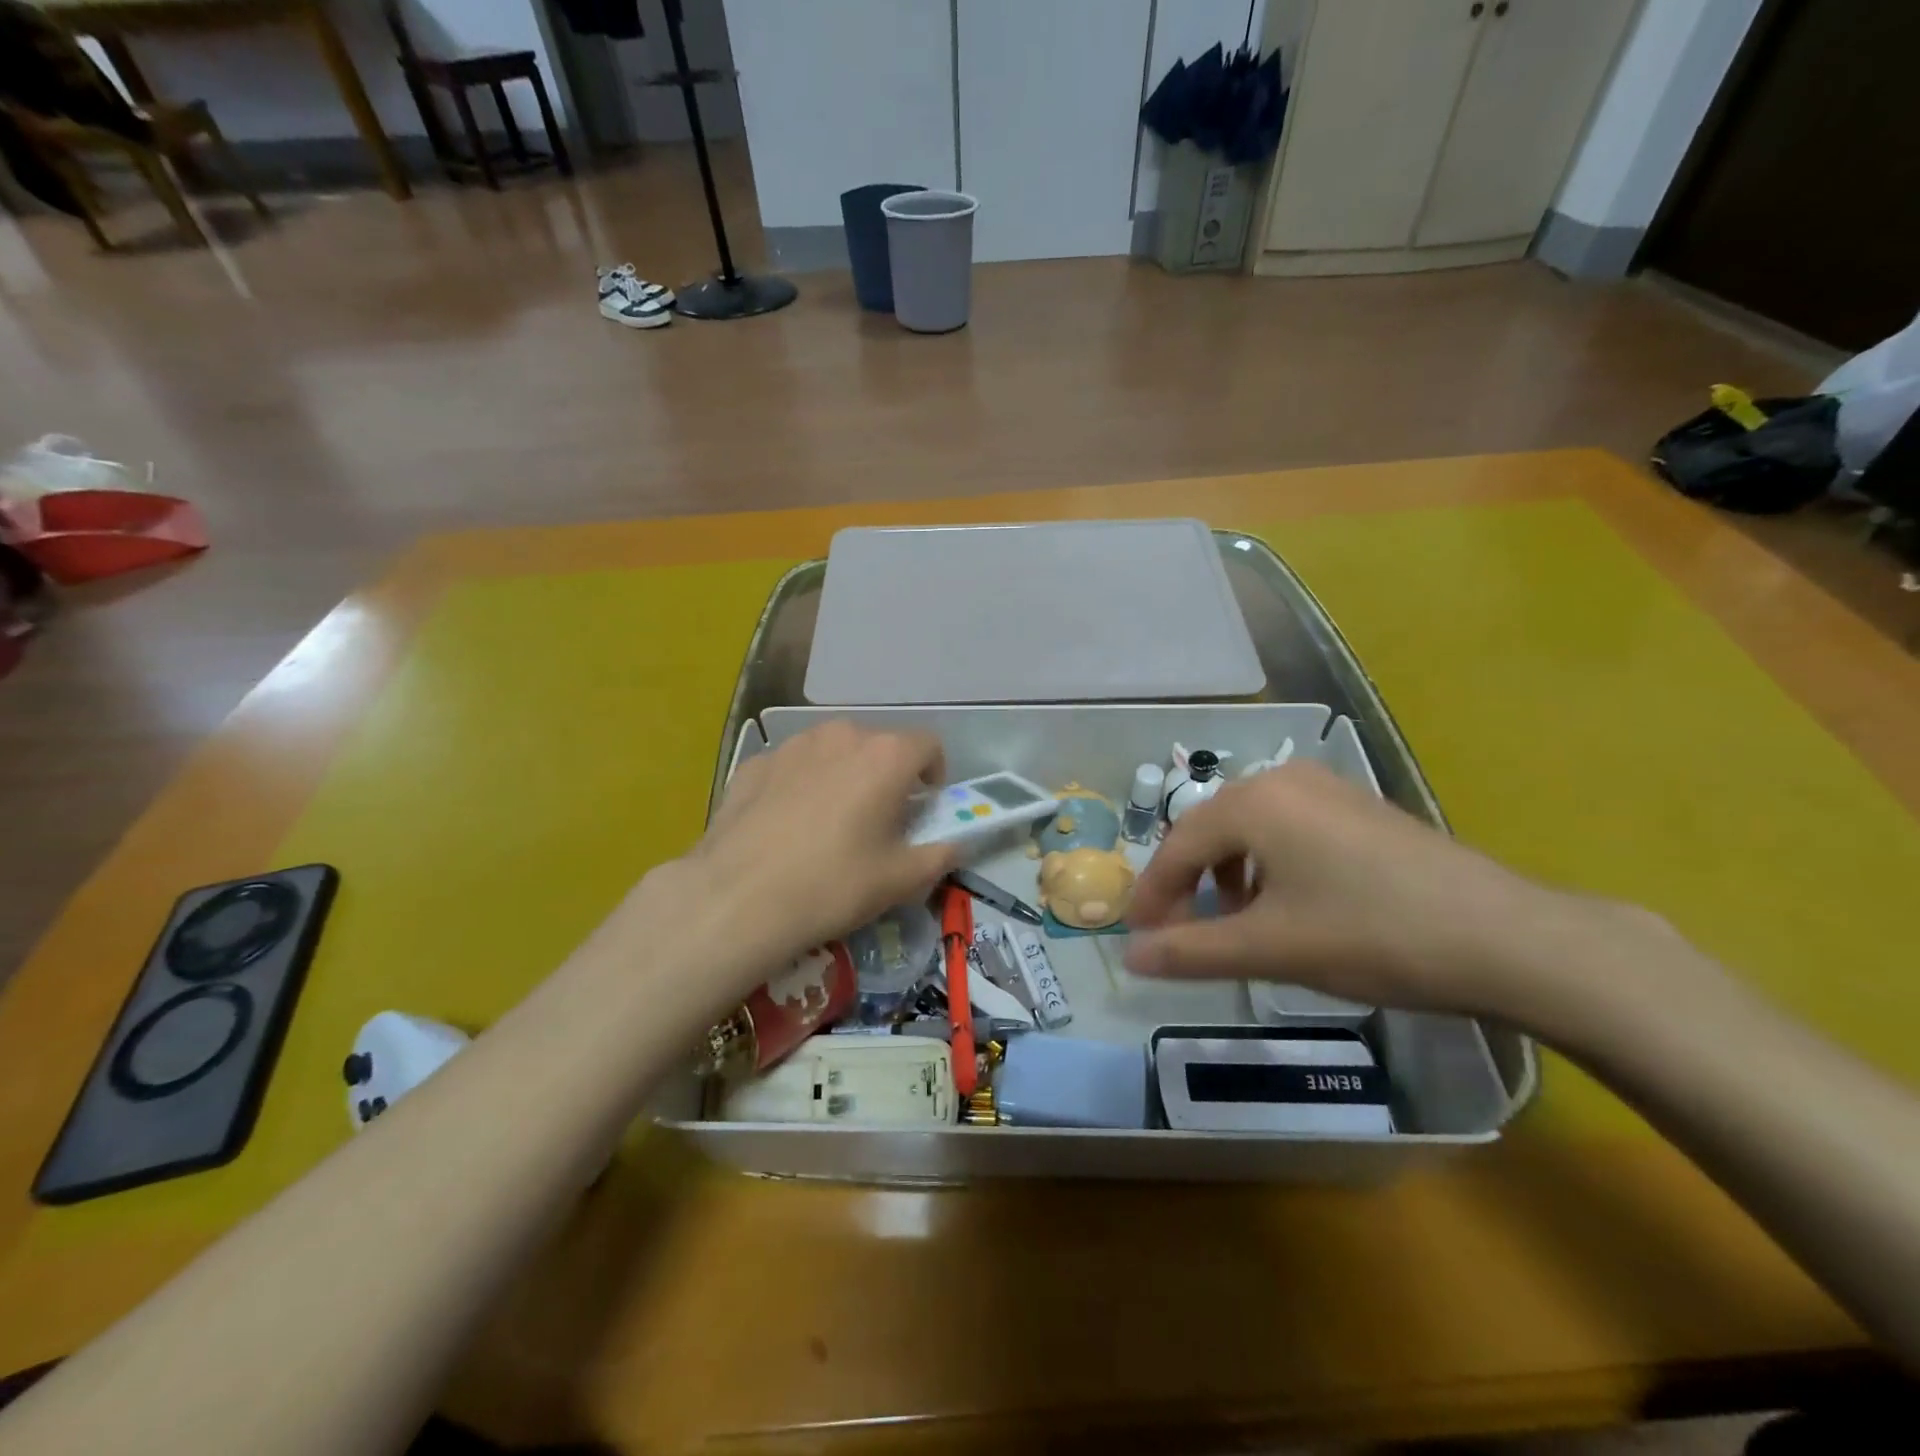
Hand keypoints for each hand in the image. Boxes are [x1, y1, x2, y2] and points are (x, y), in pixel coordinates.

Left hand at [686, 720, 959, 965]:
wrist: (738, 899)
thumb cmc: (833, 885)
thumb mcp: (899, 880)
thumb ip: (939, 855)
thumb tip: (954, 844)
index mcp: (885, 756)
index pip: (928, 745)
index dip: (934, 774)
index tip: (923, 807)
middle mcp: (841, 735)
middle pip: (879, 745)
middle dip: (887, 775)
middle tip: (878, 819)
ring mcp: (792, 745)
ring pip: (833, 751)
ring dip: (843, 775)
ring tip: (829, 821)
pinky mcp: (754, 763)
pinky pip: (793, 766)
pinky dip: (801, 784)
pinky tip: (787, 825)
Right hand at [1124, 762, 1628, 1022]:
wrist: (1507, 938)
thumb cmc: (1371, 935)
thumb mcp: (1270, 948)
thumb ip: (1191, 951)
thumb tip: (1130, 957)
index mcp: (1252, 802)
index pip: (1178, 846)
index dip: (1153, 895)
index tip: (1139, 938)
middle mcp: (1282, 779)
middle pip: (1210, 830)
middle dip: (1189, 884)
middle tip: (1181, 933)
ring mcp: (1326, 788)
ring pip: (1249, 828)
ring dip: (1228, 874)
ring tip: (1237, 923)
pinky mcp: (1358, 806)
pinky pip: (1287, 827)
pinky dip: (1267, 863)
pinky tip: (1289, 903)